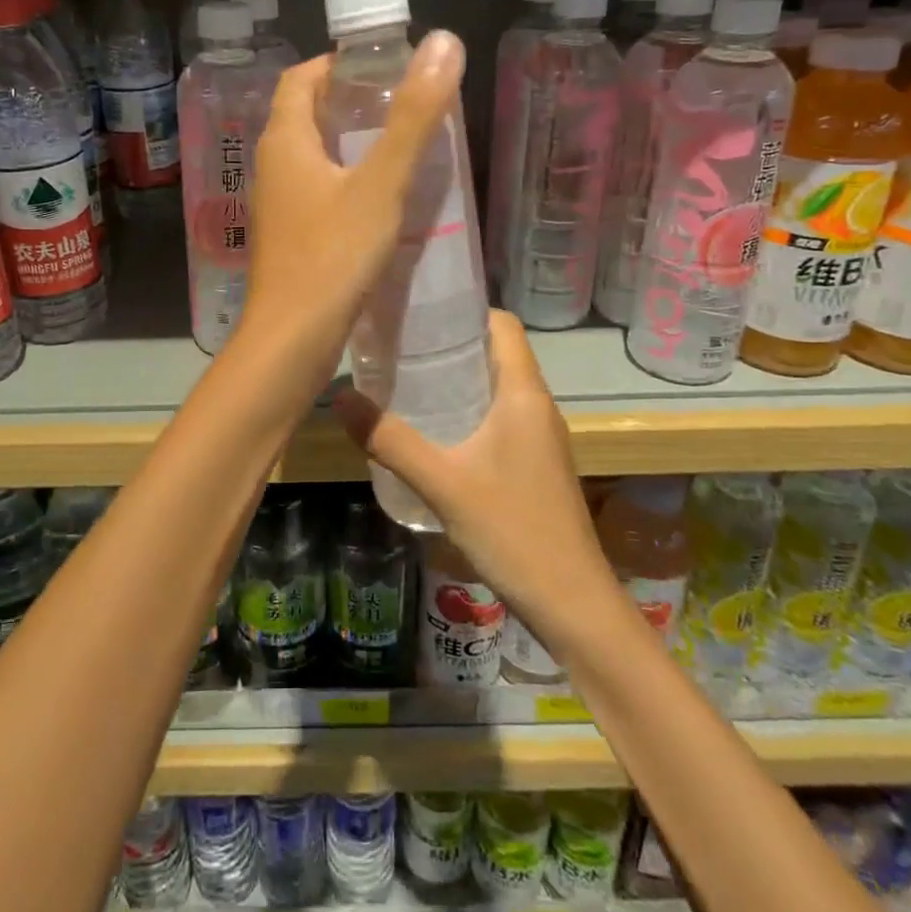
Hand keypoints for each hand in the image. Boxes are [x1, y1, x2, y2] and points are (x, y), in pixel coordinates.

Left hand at [237, 32, 463, 382]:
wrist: (292, 339)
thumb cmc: (333, 256)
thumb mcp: (381, 184)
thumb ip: (413, 118)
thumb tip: (442, 43)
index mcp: (285, 140)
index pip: (303, 78)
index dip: (339, 63)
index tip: (384, 67)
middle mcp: (273, 166)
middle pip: (308, 115)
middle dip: (353, 103)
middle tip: (405, 105)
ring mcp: (278, 204)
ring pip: (315, 157)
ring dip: (353, 145)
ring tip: (404, 147)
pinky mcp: (290, 236)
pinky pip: (319, 191)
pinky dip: (349, 182)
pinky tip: (385, 200)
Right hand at [331, 311, 614, 646]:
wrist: (571, 602)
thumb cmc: (512, 530)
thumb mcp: (442, 482)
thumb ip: (389, 440)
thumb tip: (339, 397)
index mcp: (524, 394)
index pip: (503, 324)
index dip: (465, 309)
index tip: (418, 311)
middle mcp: (537, 405)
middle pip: (496, 352)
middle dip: (450, 343)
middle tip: (397, 344)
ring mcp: (540, 437)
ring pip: (497, 387)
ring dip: (457, 378)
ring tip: (405, 380)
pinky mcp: (535, 463)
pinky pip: (499, 417)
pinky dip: (467, 410)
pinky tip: (432, 431)